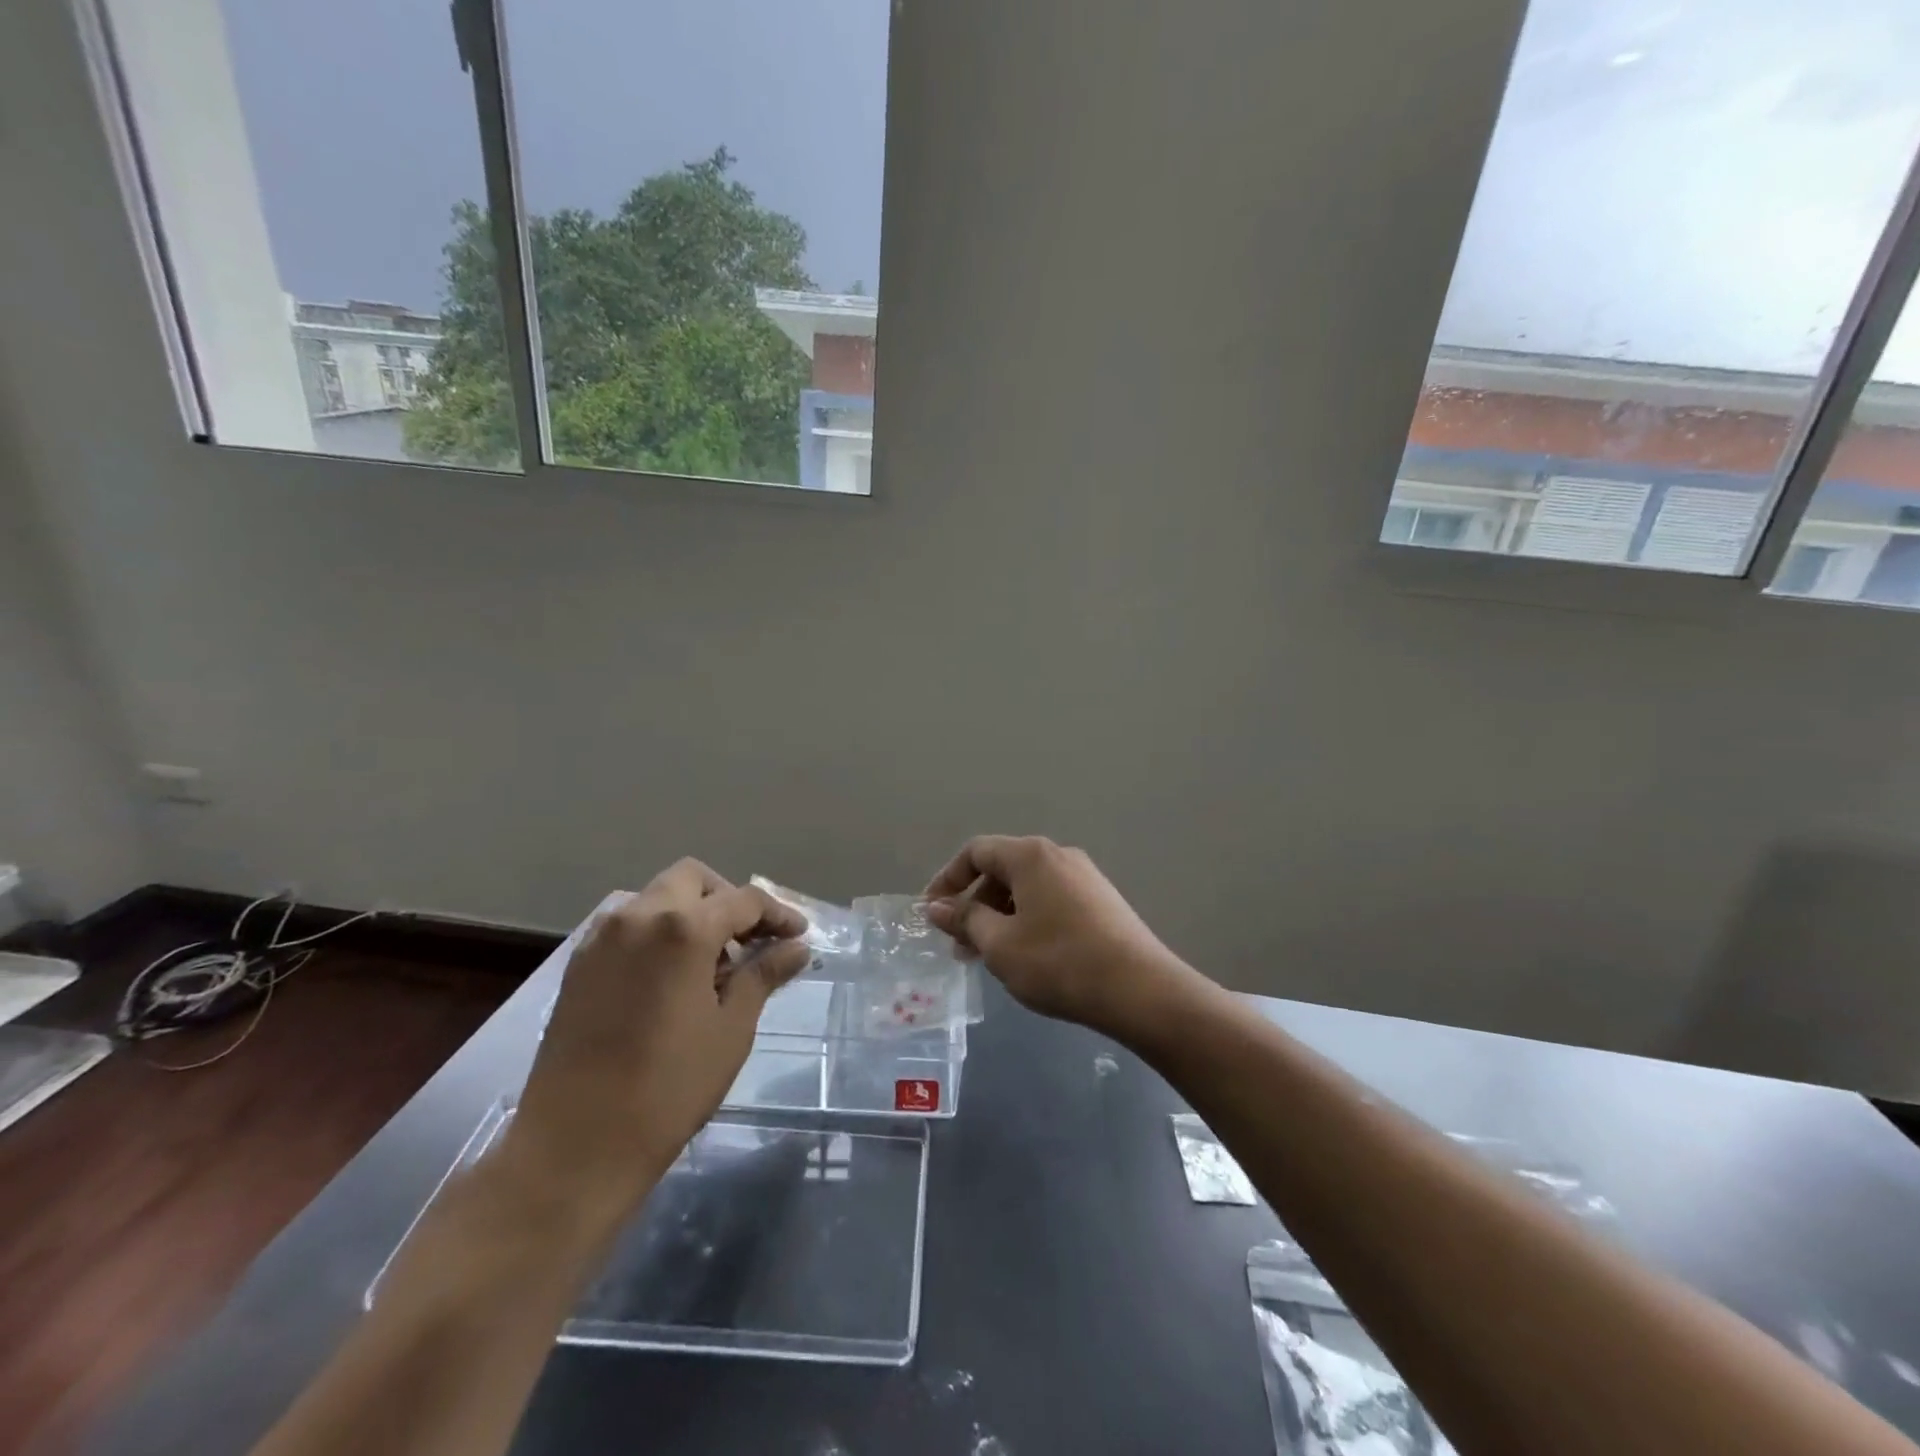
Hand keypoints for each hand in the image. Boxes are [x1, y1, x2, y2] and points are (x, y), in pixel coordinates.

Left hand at [504, 859, 809, 1234]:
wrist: (574, 1146)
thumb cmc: (669, 1088)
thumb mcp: (731, 1029)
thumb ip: (763, 975)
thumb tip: (796, 948)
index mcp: (683, 929)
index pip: (744, 900)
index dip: (778, 914)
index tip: (799, 936)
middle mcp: (638, 916)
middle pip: (693, 880)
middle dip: (728, 899)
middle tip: (751, 940)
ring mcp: (601, 938)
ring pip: (656, 897)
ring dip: (690, 912)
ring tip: (711, 962)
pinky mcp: (578, 963)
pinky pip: (626, 924)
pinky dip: (657, 931)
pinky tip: (670, 976)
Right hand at [923, 836, 1196, 1039]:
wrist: (1140, 989)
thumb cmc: (1059, 962)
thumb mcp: (1000, 945)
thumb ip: (965, 920)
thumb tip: (937, 907)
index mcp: (1030, 855)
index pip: (976, 851)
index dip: (947, 879)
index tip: (932, 914)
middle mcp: (1058, 855)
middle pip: (1002, 869)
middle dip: (975, 904)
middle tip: (960, 946)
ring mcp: (1085, 877)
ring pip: (1027, 888)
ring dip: (1000, 916)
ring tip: (990, 956)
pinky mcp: (1102, 901)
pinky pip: (1051, 900)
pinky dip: (1028, 920)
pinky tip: (1028, 956)